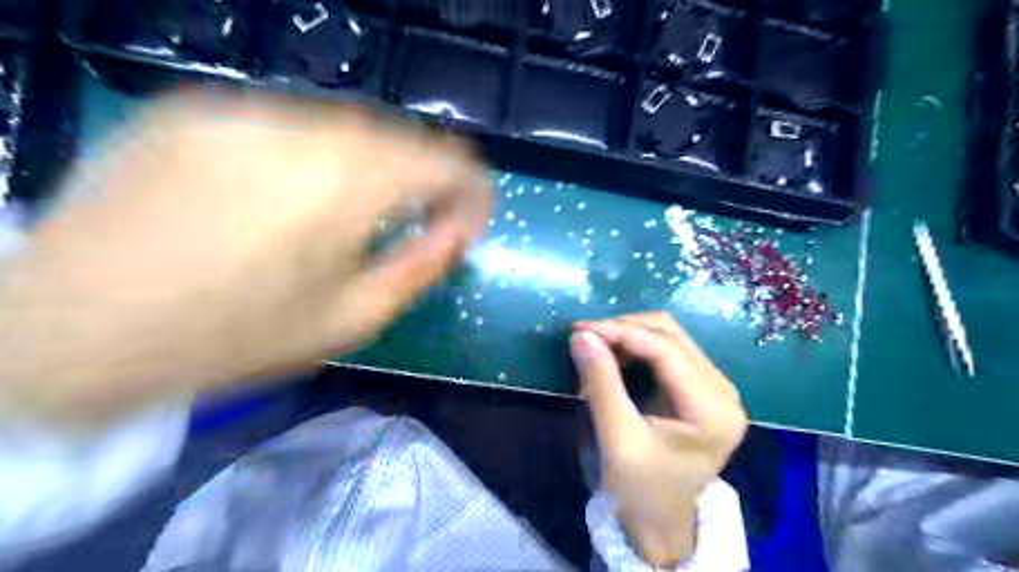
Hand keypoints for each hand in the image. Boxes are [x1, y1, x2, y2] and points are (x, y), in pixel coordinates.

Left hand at [1, 93, 494, 422]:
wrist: (69, 331)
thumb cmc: (233, 337)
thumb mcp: (352, 318)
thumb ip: (421, 265)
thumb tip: (460, 228)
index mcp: (348, 182)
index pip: (449, 160)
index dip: (473, 190)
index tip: (468, 222)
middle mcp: (302, 126)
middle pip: (401, 136)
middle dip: (426, 178)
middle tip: (422, 217)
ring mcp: (243, 109)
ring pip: (347, 126)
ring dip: (374, 166)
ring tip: (361, 209)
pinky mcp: (196, 110)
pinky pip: (288, 124)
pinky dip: (317, 154)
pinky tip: (296, 194)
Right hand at [571, 314, 745, 567]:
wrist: (661, 523)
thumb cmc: (641, 490)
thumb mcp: (617, 439)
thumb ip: (601, 383)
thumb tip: (581, 335)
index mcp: (712, 410)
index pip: (665, 350)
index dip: (620, 332)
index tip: (578, 329)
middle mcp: (723, 390)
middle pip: (670, 335)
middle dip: (623, 330)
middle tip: (583, 338)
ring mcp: (715, 387)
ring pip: (668, 337)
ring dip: (627, 336)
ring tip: (595, 350)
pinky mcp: (701, 387)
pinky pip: (666, 350)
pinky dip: (634, 347)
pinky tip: (613, 358)